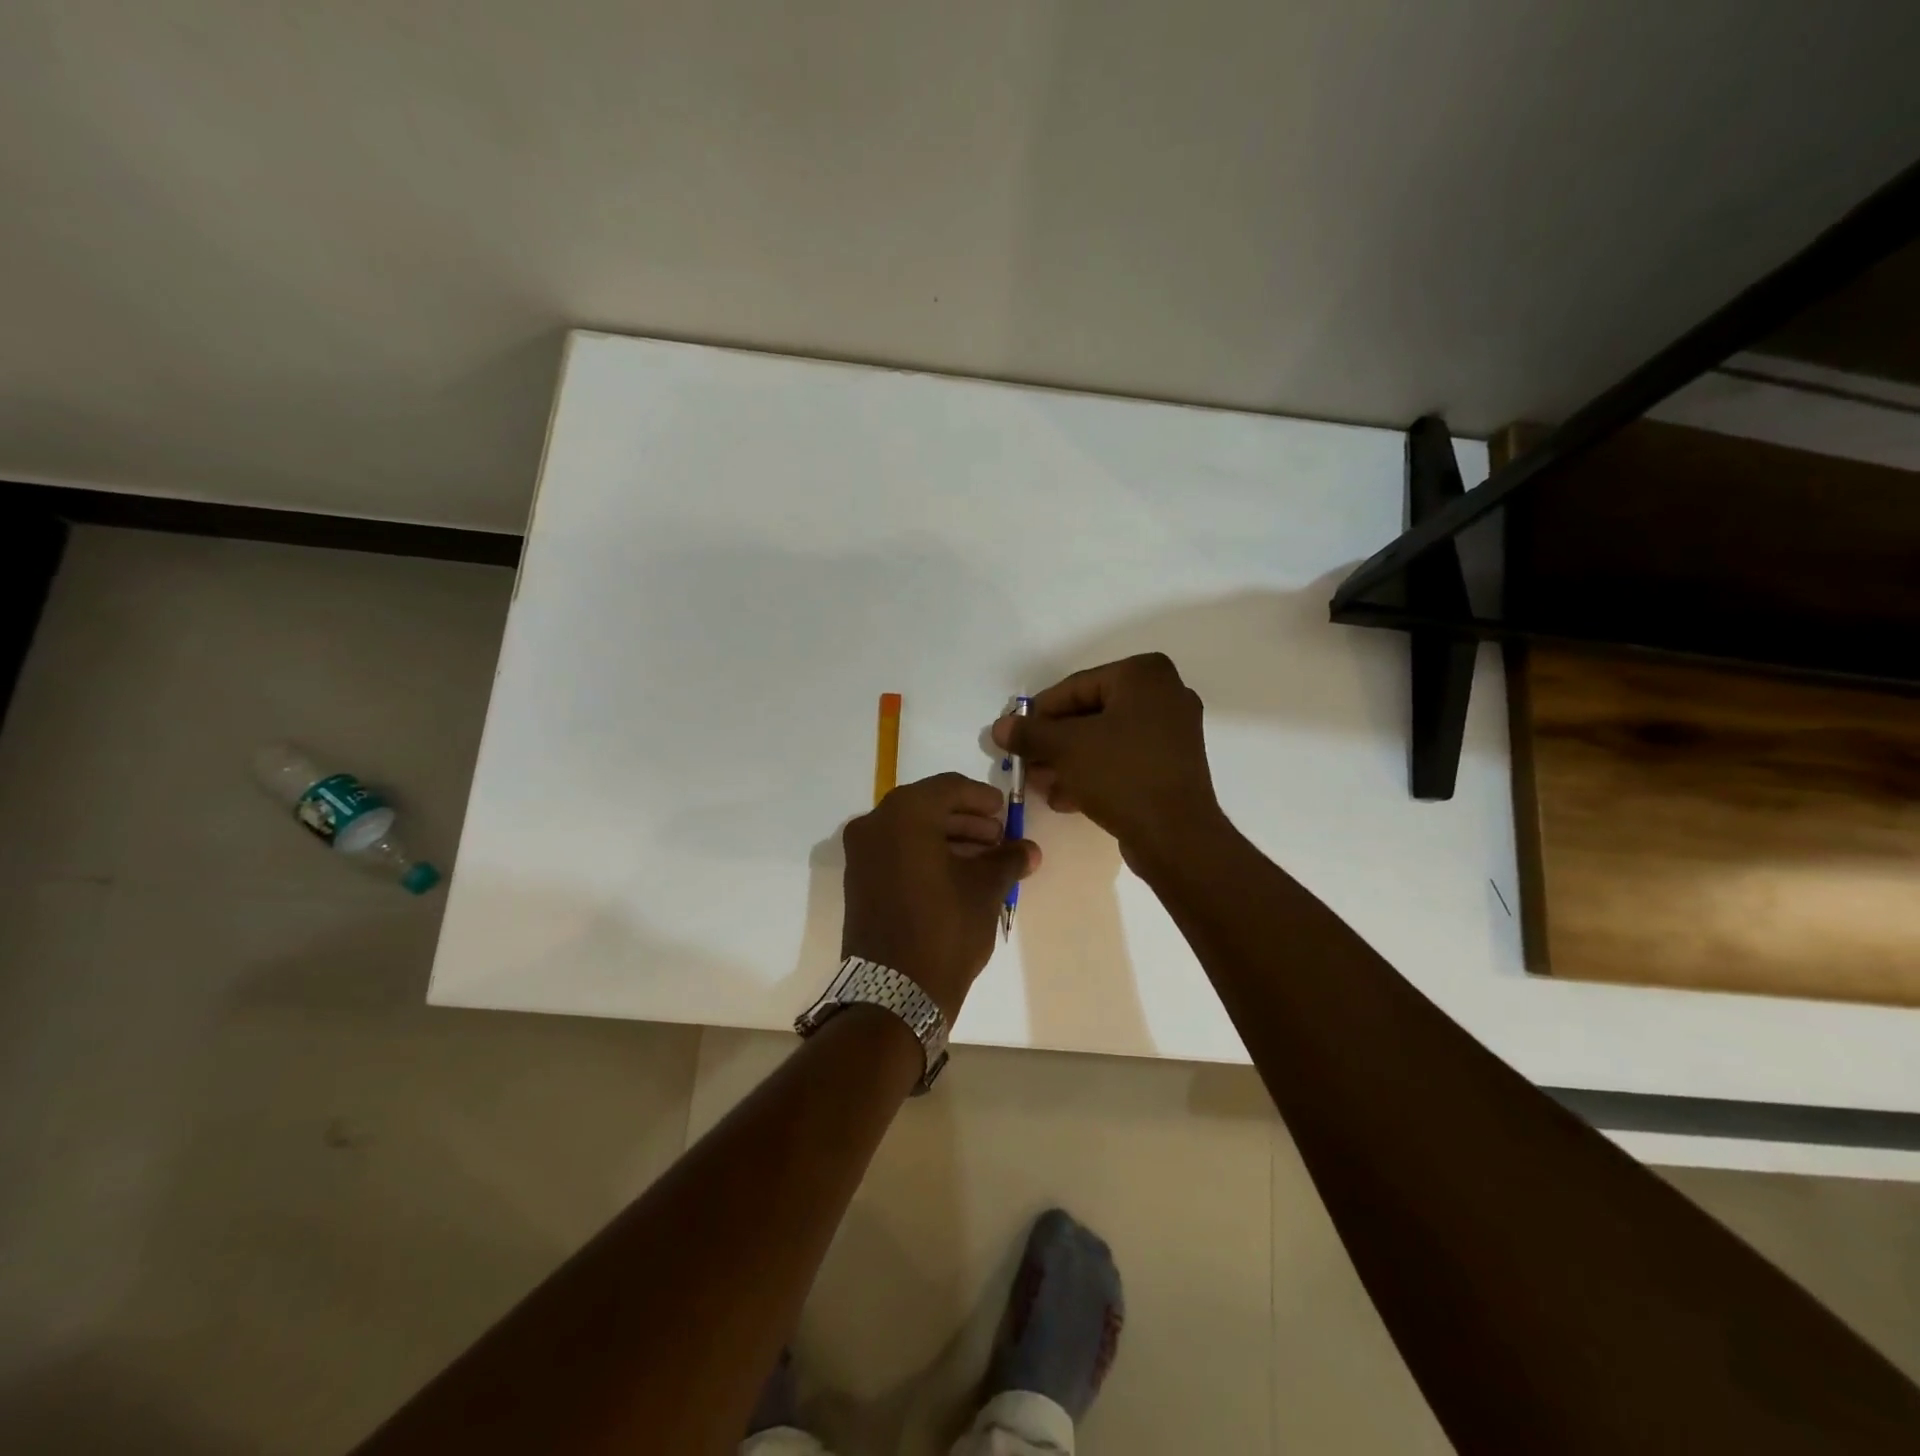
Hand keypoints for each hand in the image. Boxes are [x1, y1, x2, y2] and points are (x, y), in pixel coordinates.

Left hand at [841, 773, 1037, 1021]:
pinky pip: (897, 853)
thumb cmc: (945, 927)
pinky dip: (926, 855)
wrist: (894, 991)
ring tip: (985, 860)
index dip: (981, 797)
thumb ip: (1008, 859)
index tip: (1004, 811)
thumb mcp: (986, 889)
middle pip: (928, 807)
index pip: (948, 787)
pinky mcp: (859, 881)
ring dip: (949, 839)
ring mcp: (861, 854)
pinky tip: (958, 875)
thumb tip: (1029, 849)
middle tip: (998, 838)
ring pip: (911, 831)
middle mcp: (874, 825)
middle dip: (966, 821)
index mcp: (904, 814)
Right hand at [992, 653, 1220, 864]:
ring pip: (1105, 740)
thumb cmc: (1120, 774)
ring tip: (1039, 784)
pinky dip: (1094, 773)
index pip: (1075, 687)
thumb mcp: (1065, 748)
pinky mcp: (1172, 765)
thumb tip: (1000, 726)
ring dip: (1069, 761)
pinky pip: (1124, 760)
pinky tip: (1064, 798)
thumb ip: (1030, 733)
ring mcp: (1172, 732)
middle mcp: (1164, 694)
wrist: (1175, 835)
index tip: (1014, 736)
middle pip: (1090, 714)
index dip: (1039, 713)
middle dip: (1054, 742)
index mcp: (1144, 675)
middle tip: (1025, 762)